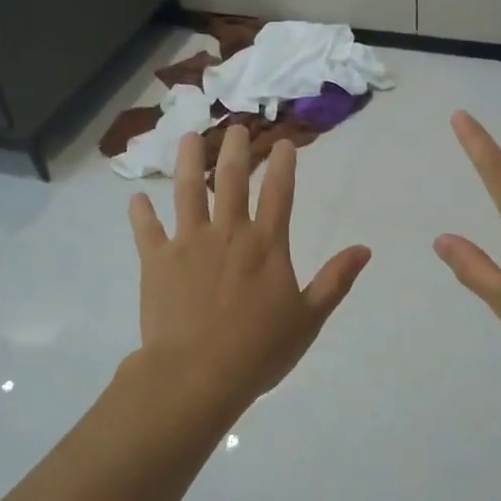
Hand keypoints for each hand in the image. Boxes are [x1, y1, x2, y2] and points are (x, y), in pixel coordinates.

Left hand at [128, 125, 369, 423]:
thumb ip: (335, 280)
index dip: (283, 165)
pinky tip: (136, 198)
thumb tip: (364, 249)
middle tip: (233, 127)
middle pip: (233, 180)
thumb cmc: (258, 350)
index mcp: (266, 245)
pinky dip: (141, 213)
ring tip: (188, 138)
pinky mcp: (157, 261)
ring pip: (189, 191)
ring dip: (190, 162)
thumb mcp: (308, 318)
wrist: (197, 373)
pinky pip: (147, 230)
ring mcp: (189, 243)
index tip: (283, 142)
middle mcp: (228, 233)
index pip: (279, 194)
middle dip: (235, 150)